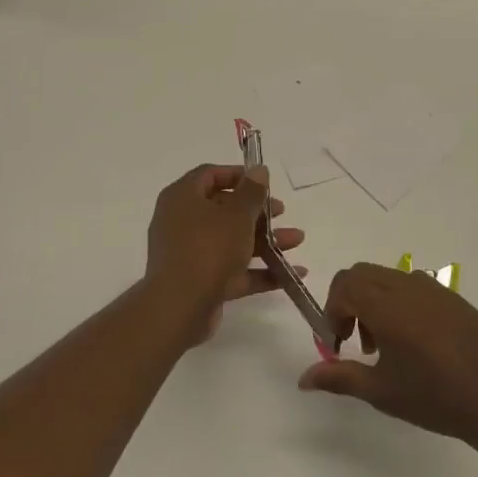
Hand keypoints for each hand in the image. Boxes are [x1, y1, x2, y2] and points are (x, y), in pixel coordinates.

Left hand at [146, 164, 304, 340]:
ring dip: (265, 240)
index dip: (238, 175)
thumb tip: (258, 169)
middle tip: (282, 213)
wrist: (180, 306)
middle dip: (258, 212)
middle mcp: (181, 221)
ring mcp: (189, 253)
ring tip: (297, 241)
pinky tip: (290, 274)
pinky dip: (258, 271)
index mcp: (183, 197)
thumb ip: (252, 192)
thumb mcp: (237, 215)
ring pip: (231, 241)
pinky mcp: (200, 281)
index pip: (210, 174)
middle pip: (223, 209)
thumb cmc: (208, 248)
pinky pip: (232, 270)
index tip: (264, 183)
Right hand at [298, 263, 477, 449]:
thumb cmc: (435, 397)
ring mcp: (435, 289)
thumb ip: (339, 378)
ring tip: (385, 347)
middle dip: (349, 302)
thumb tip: (303, 379)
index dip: (332, 312)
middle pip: (362, 275)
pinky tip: (416, 345)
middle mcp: (408, 285)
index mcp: (386, 303)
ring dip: (374, 302)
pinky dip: (399, 304)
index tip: (337, 345)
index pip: (344, 284)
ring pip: (388, 278)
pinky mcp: (454, 299)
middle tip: (356, 342)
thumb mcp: (381, 391)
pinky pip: (414, 288)